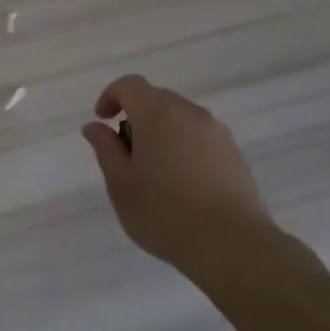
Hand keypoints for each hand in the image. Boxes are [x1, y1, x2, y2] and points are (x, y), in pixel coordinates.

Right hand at [81, 74, 298, 284]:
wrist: (232, 245)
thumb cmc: (164, 213)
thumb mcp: (120, 183)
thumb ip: (105, 148)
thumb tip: (95, 126)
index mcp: (158, 113)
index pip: (130, 85)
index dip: (111, 96)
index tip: (102, 121)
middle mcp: (190, 113)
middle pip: (156, 99)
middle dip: (135, 117)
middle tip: (124, 154)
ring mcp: (217, 132)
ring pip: (180, 119)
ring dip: (161, 133)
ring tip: (154, 174)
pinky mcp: (234, 154)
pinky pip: (200, 138)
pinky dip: (183, 148)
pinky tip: (182, 185)